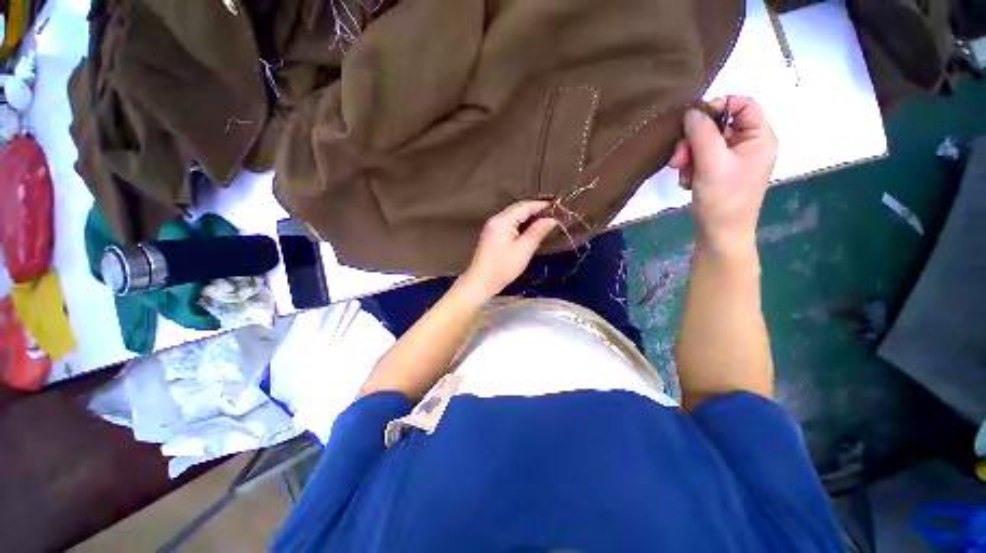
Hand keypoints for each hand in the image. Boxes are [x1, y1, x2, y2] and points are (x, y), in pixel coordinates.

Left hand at [460, 201, 556, 299]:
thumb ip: (537, 232)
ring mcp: (492, 227)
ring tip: (544, 222)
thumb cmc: (502, 268)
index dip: (541, 205)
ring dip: (528, 217)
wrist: (481, 282)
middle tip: (553, 215)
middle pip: (518, 209)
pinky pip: (508, 223)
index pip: (524, 206)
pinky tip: (529, 230)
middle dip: (535, 210)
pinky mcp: (491, 235)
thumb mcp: (524, 250)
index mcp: (502, 221)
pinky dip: (520, 224)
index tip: (556, 207)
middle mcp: (495, 220)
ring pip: (513, 216)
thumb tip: (551, 219)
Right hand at [668, 96, 777, 256]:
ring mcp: (733, 161)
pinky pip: (701, 160)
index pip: (742, 104)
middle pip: (718, 126)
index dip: (717, 107)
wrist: (720, 234)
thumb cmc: (723, 199)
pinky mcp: (719, 173)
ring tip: (682, 175)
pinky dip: (690, 168)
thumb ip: (701, 134)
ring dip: (688, 157)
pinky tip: (687, 182)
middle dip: (694, 141)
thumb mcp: (712, 163)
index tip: (692, 122)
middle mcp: (748, 145)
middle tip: (678, 160)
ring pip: (705, 144)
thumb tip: (690, 112)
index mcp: (759, 137)